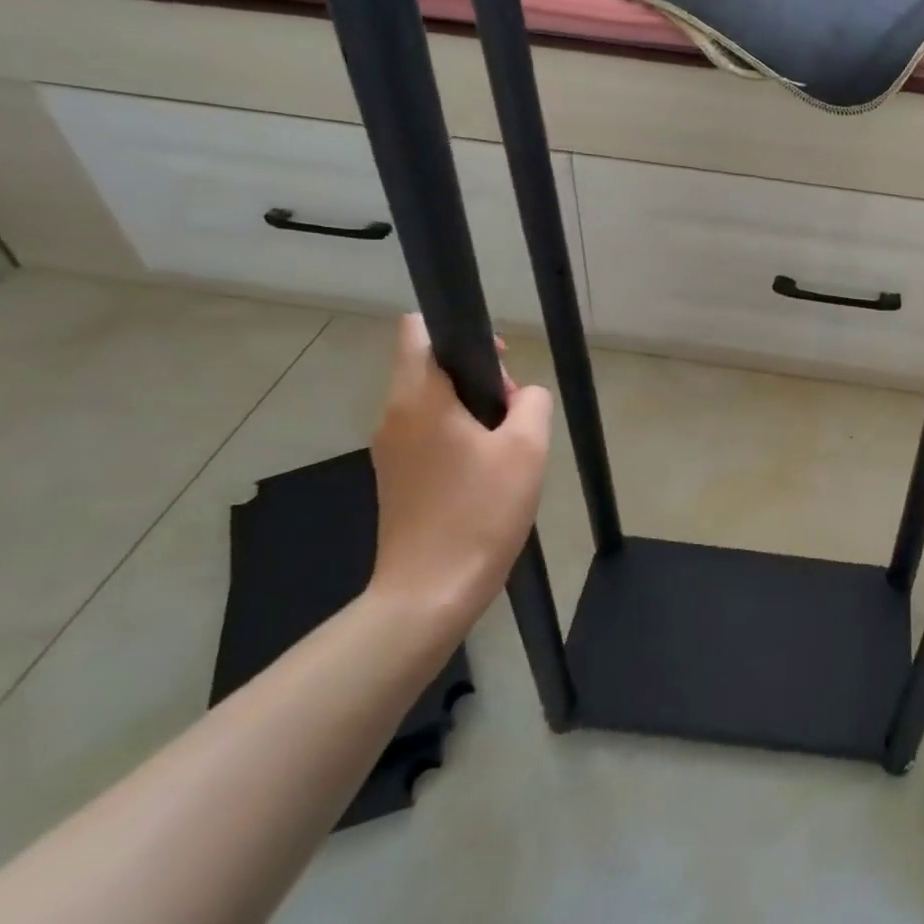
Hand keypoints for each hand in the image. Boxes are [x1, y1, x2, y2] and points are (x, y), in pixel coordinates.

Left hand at [368, 315, 552, 625]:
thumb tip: (522, 396)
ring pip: (434, 403)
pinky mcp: (396, 478)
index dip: (462, 333)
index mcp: (418, 397)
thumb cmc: (480, 512)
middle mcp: (394, 416)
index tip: (498, 365)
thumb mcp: (527, 448)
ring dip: (473, 411)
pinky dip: (459, 438)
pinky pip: (429, 435)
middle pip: (432, 367)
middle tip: (514, 416)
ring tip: (507, 449)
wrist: (431, 592)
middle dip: (479, 379)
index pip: (418, 330)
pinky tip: (488, 474)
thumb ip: (532, 402)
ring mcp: (391, 449)